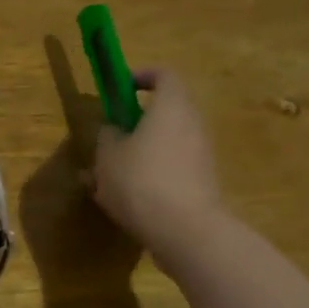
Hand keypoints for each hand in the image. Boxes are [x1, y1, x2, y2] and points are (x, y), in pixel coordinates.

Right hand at [86, 68, 224, 252]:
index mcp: (171, 107)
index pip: (164, 75)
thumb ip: (107, 136)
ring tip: (106, 178)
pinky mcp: (202, 184)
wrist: (186, 232)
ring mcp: (201, 156)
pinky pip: (171, 169)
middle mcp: (192, 125)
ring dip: (139, 153)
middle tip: (109, 138)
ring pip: (165, 144)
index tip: (121, 88)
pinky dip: (150, 176)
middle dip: (135, 123)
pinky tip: (124, 201)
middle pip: (165, 112)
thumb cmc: (141, 181)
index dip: (142, 76)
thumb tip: (113, 131)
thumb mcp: (108, 156)